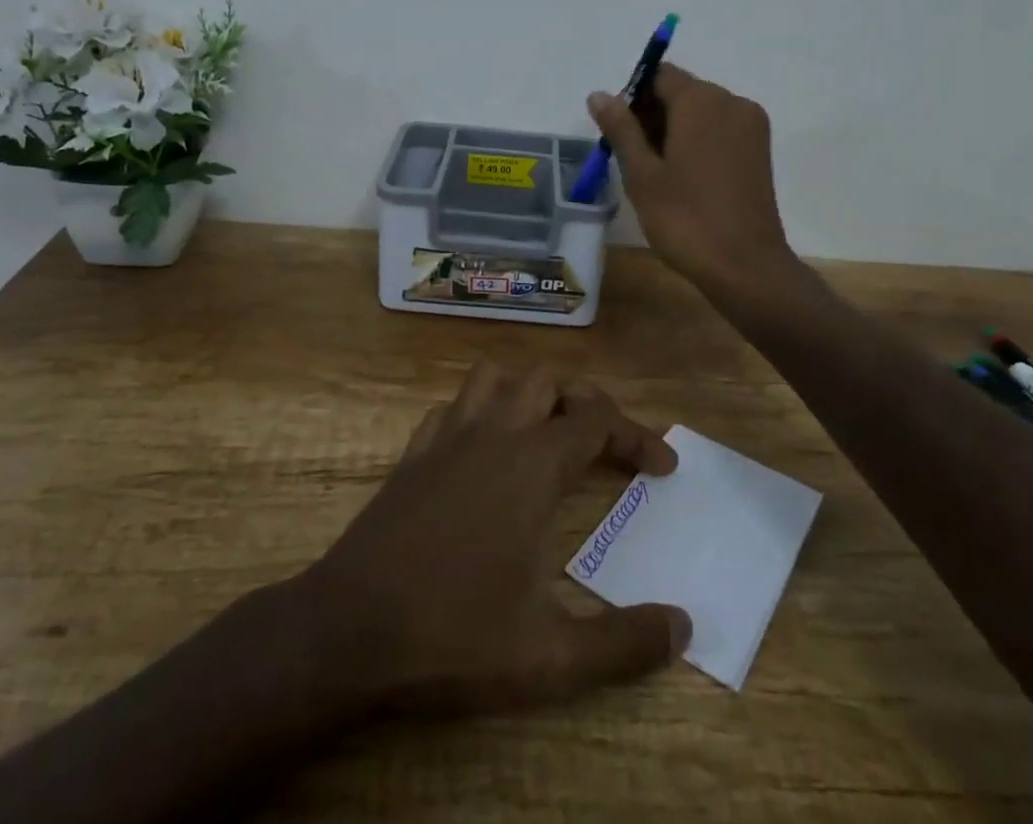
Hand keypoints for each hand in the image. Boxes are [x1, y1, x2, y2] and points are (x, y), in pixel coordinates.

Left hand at [303, 362, 689, 716]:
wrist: (349, 629)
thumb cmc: (454, 634)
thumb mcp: (551, 656)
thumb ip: (624, 644)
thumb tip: (683, 626)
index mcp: (533, 465)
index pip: (598, 421)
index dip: (637, 436)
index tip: (662, 467)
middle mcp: (494, 433)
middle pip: (550, 379)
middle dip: (587, 398)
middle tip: (607, 439)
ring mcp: (447, 436)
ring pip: (496, 375)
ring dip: (528, 390)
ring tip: (547, 429)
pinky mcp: (414, 452)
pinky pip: (453, 406)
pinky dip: (479, 411)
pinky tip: (483, 449)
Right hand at [588, 63, 796, 295]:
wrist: (745, 267)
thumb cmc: (685, 219)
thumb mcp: (642, 174)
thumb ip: (620, 128)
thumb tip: (599, 94)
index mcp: (702, 101)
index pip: (659, 76)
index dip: (633, 97)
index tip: (618, 133)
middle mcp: (732, 102)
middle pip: (681, 91)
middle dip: (652, 115)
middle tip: (632, 158)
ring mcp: (751, 126)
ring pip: (701, 112)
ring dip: (673, 129)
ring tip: (655, 172)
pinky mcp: (759, 150)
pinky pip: (720, 129)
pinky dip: (697, 141)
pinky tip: (682, 177)